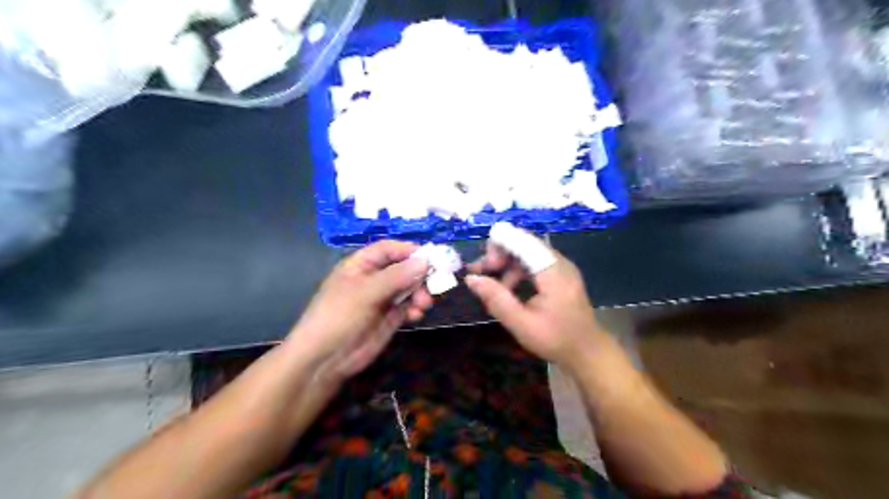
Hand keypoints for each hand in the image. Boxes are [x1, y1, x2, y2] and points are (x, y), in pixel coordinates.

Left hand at [286, 239, 431, 379]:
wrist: (324, 359)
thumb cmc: (339, 316)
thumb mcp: (366, 293)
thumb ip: (396, 277)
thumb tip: (425, 261)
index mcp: (361, 265)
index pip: (389, 249)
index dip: (409, 250)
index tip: (431, 257)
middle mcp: (374, 278)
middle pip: (404, 267)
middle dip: (420, 275)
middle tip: (435, 284)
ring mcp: (383, 298)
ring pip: (410, 287)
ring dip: (421, 292)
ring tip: (424, 304)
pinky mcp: (390, 317)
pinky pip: (409, 305)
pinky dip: (416, 308)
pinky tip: (416, 315)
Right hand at [468, 236, 607, 369]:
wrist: (588, 352)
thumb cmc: (555, 340)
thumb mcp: (521, 324)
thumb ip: (496, 299)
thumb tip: (471, 279)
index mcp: (553, 272)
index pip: (523, 243)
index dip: (499, 243)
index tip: (478, 262)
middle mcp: (559, 262)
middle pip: (524, 243)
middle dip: (499, 253)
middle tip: (480, 272)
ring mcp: (561, 267)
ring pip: (527, 251)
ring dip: (506, 262)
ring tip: (489, 282)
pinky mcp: (560, 274)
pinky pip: (534, 261)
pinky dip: (516, 269)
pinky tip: (507, 288)